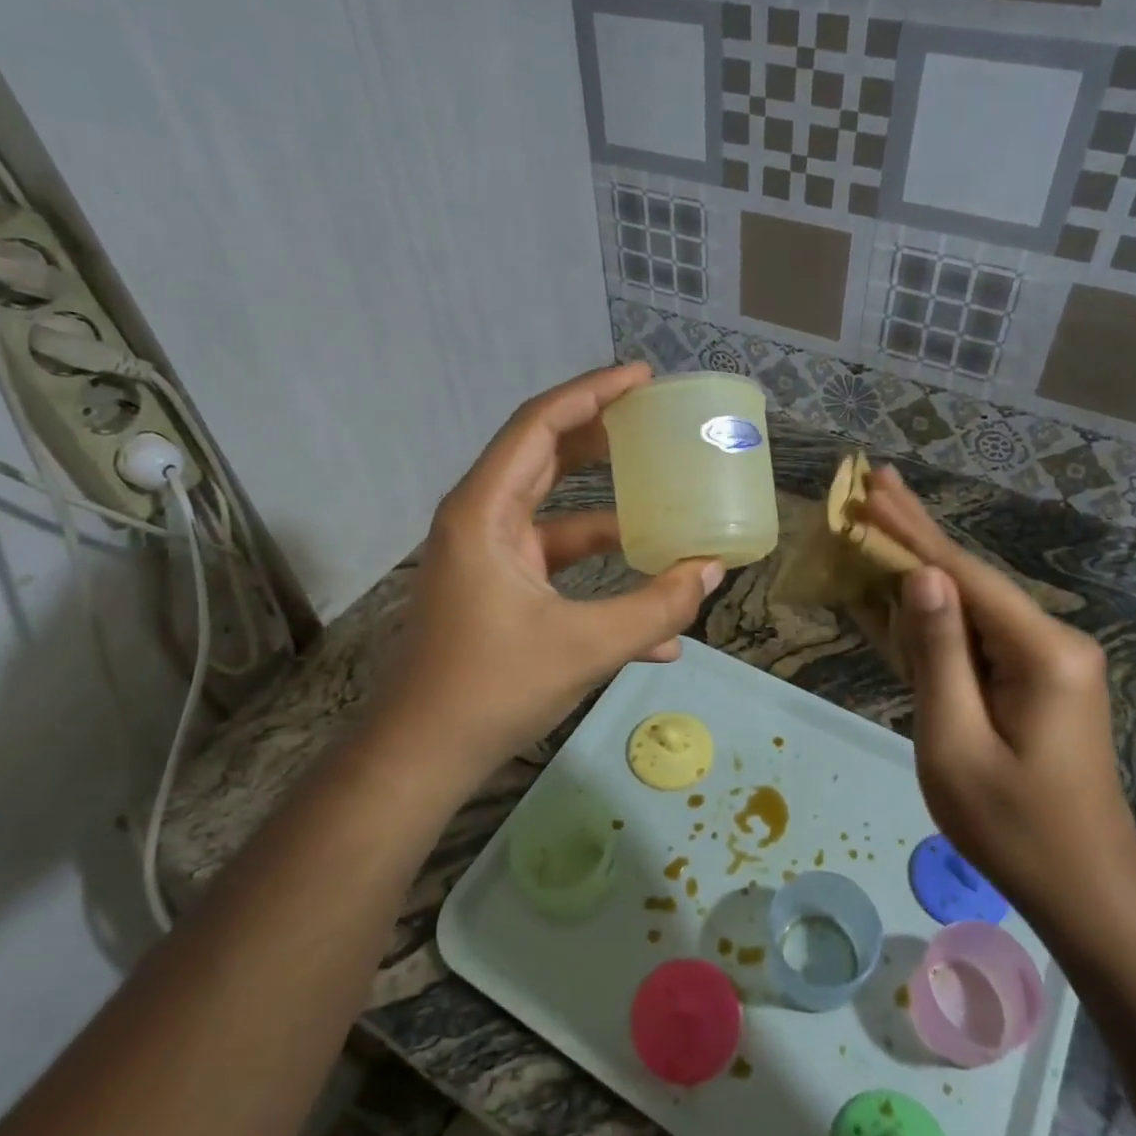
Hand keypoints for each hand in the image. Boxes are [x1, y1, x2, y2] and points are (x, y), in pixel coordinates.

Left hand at [373, 365, 721, 781]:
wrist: (422, 756)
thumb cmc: (491, 689)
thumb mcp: (586, 646)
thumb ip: (656, 607)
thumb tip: (712, 571)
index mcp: (486, 512)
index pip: (540, 424)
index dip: (592, 392)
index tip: (643, 378)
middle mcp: (483, 520)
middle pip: (547, 456)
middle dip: (603, 436)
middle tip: (657, 421)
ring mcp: (491, 557)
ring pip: (559, 515)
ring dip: (612, 513)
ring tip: (669, 501)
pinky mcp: (502, 590)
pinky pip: (559, 566)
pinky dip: (601, 575)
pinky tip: (656, 613)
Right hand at [859, 467, 1135, 928]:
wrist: (1083, 887)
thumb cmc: (1013, 826)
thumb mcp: (957, 743)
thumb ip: (938, 655)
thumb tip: (921, 577)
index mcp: (1042, 653)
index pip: (965, 575)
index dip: (912, 532)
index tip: (872, 492)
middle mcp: (1051, 642)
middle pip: (970, 576)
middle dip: (918, 530)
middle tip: (877, 480)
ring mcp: (1044, 660)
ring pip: (969, 603)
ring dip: (920, 566)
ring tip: (880, 519)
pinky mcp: (1032, 678)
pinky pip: (973, 636)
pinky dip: (932, 614)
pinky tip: (899, 586)